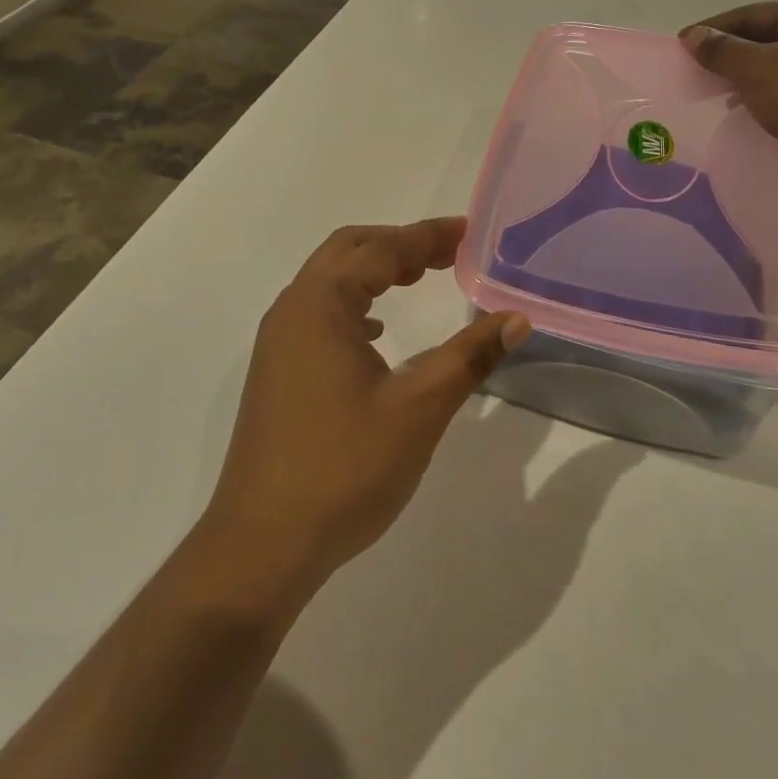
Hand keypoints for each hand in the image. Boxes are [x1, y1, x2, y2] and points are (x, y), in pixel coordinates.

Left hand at [200, 218, 530, 605]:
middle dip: (400, 244)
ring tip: (420, 278)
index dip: (427, 236)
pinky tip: (378, 332)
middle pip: (348, 251)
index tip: (469, 232)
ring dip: (375, 271)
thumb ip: (468, 356)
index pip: (381, 249)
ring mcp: (279, 343)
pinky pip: (319, 313)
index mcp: (320, 305)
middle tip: (449, 253)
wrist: (262, 546)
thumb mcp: (418, 409)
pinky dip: (355, 303)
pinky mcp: (278, 372)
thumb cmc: (343, 469)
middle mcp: (292, 310)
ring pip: (330, 281)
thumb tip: (515, 318)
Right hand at [679, 0, 777, 203]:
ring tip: (715, 97)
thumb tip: (693, 36)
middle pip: (764, 38)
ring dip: (745, 79)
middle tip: (694, 74)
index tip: (681, 46)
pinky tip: (748, 113)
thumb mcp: (758, 70)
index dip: (712, 29)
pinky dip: (766, 97)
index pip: (749, 14)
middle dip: (728, 56)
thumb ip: (721, 50)